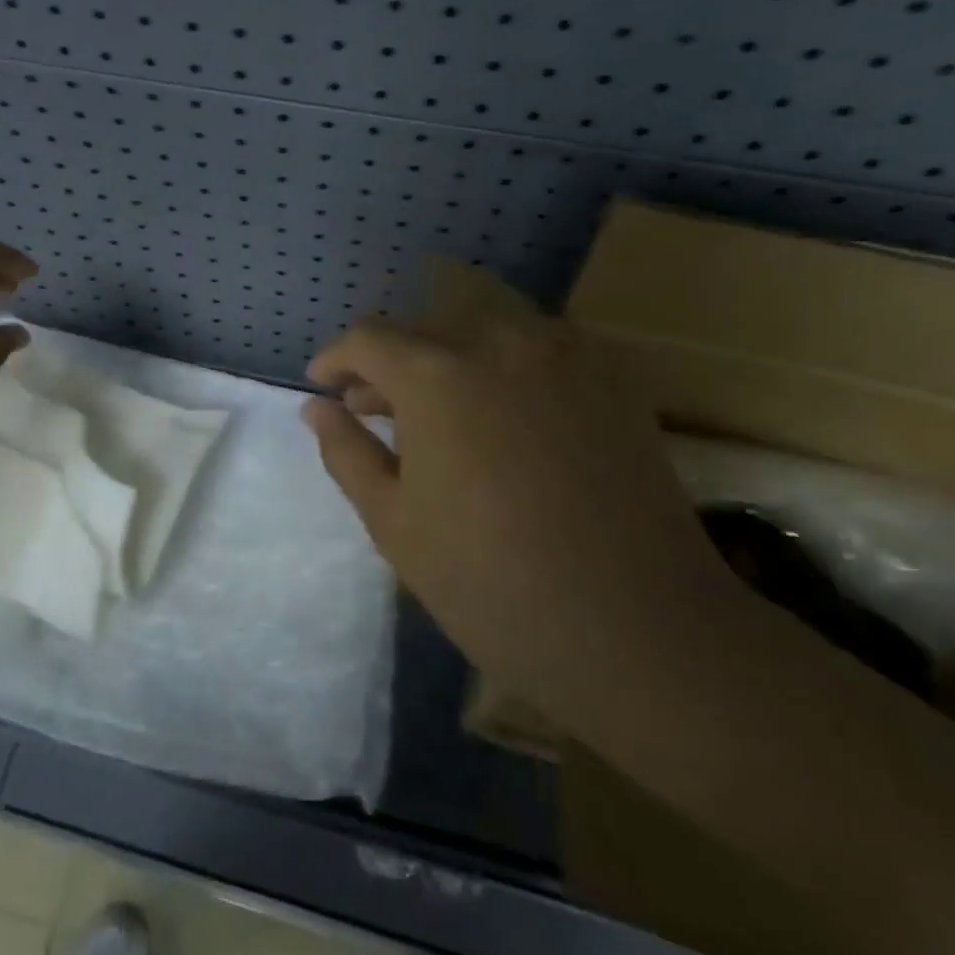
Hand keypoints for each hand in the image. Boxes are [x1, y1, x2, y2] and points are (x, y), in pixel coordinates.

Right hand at [303, 278, 740, 732]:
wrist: (637, 627)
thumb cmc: (492, 583)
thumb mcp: (394, 523)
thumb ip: (347, 451)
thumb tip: (317, 407)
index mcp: (437, 374)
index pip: (368, 337)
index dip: (337, 358)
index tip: (324, 385)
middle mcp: (499, 339)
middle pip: (424, 327)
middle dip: (388, 361)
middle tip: (373, 409)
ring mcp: (564, 351)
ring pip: (481, 327)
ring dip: (445, 357)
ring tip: (437, 410)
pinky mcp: (611, 374)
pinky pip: (536, 344)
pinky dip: (501, 364)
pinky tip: (501, 414)